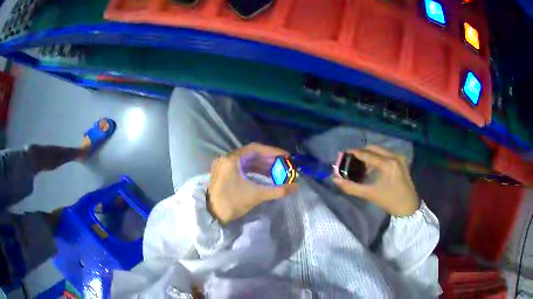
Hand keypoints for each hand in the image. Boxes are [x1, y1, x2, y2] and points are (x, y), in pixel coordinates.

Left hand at [208, 143, 298, 223]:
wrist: (212, 215)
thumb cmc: (232, 202)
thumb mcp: (256, 195)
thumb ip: (277, 190)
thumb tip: (296, 187)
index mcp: (232, 159)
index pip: (255, 149)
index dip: (272, 151)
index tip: (286, 156)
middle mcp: (227, 158)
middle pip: (251, 154)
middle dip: (269, 159)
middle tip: (284, 165)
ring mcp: (224, 165)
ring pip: (247, 161)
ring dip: (262, 165)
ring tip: (277, 172)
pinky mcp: (224, 173)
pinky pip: (242, 167)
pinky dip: (254, 170)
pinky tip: (265, 176)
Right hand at [333, 145, 419, 216]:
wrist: (409, 207)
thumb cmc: (389, 201)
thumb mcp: (369, 194)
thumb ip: (351, 187)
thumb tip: (335, 179)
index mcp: (387, 164)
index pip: (366, 154)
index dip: (353, 153)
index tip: (343, 154)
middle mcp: (394, 156)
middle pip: (373, 148)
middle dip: (361, 152)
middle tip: (351, 160)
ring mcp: (400, 157)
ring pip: (380, 150)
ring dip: (370, 155)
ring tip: (361, 165)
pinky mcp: (402, 160)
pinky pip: (387, 154)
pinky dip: (378, 157)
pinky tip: (373, 168)